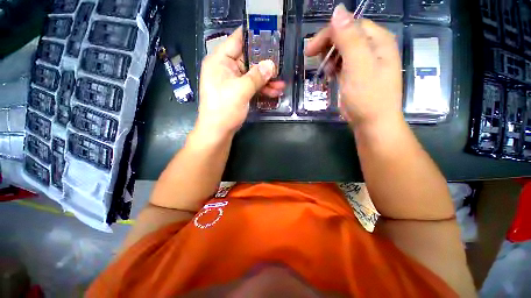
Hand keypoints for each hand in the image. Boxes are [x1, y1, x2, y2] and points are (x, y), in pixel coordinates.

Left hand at [197, 27, 285, 137]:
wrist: (218, 131)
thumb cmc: (224, 109)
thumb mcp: (241, 90)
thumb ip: (257, 76)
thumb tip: (271, 65)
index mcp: (220, 61)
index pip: (237, 41)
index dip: (254, 37)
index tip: (270, 35)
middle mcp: (226, 68)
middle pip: (248, 59)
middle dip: (265, 63)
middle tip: (281, 63)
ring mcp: (232, 81)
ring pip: (252, 75)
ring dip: (266, 80)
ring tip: (281, 84)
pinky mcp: (238, 92)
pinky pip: (252, 86)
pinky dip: (262, 89)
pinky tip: (275, 92)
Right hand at [305, 4, 403, 127]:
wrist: (372, 123)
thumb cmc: (367, 96)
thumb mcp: (358, 65)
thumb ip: (349, 38)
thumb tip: (337, 10)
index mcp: (378, 41)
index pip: (351, 26)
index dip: (329, 33)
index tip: (310, 49)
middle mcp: (374, 49)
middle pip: (347, 37)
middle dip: (328, 45)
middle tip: (311, 57)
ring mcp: (366, 64)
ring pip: (344, 51)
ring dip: (329, 57)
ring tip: (322, 69)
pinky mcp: (358, 77)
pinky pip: (344, 65)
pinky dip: (334, 67)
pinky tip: (328, 75)